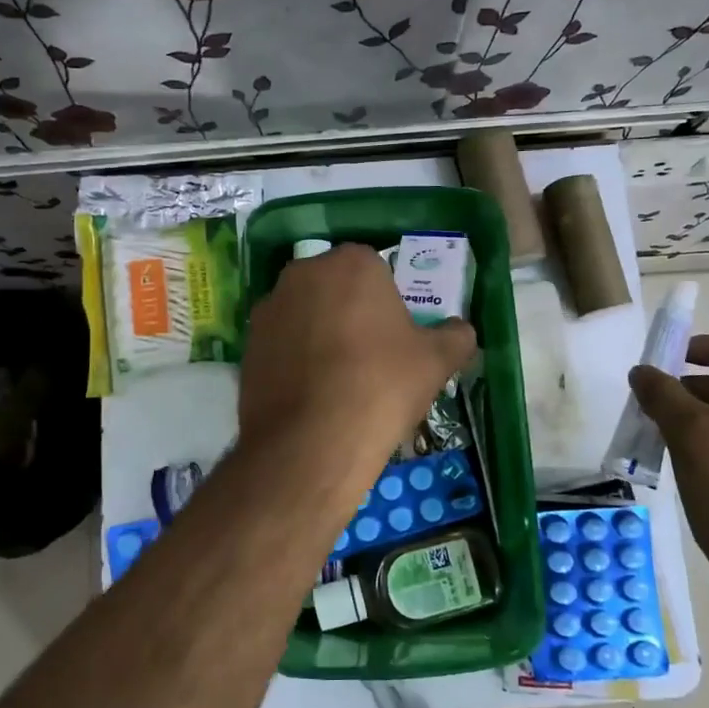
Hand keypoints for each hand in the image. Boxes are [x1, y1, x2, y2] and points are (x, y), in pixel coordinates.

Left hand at [239, 244, 474, 475]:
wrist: (311, 443)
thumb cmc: (381, 387)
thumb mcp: (436, 362)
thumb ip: (455, 337)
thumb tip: (461, 331)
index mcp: (352, 263)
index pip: (376, 269)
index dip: (388, 303)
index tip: (396, 337)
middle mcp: (303, 273)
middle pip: (336, 287)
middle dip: (351, 312)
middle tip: (370, 357)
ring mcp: (269, 308)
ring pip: (306, 314)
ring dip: (320, 334)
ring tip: (338, 380)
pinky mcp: (247, 344)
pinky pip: (281, 343)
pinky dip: (295, 359)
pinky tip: (310, 395)